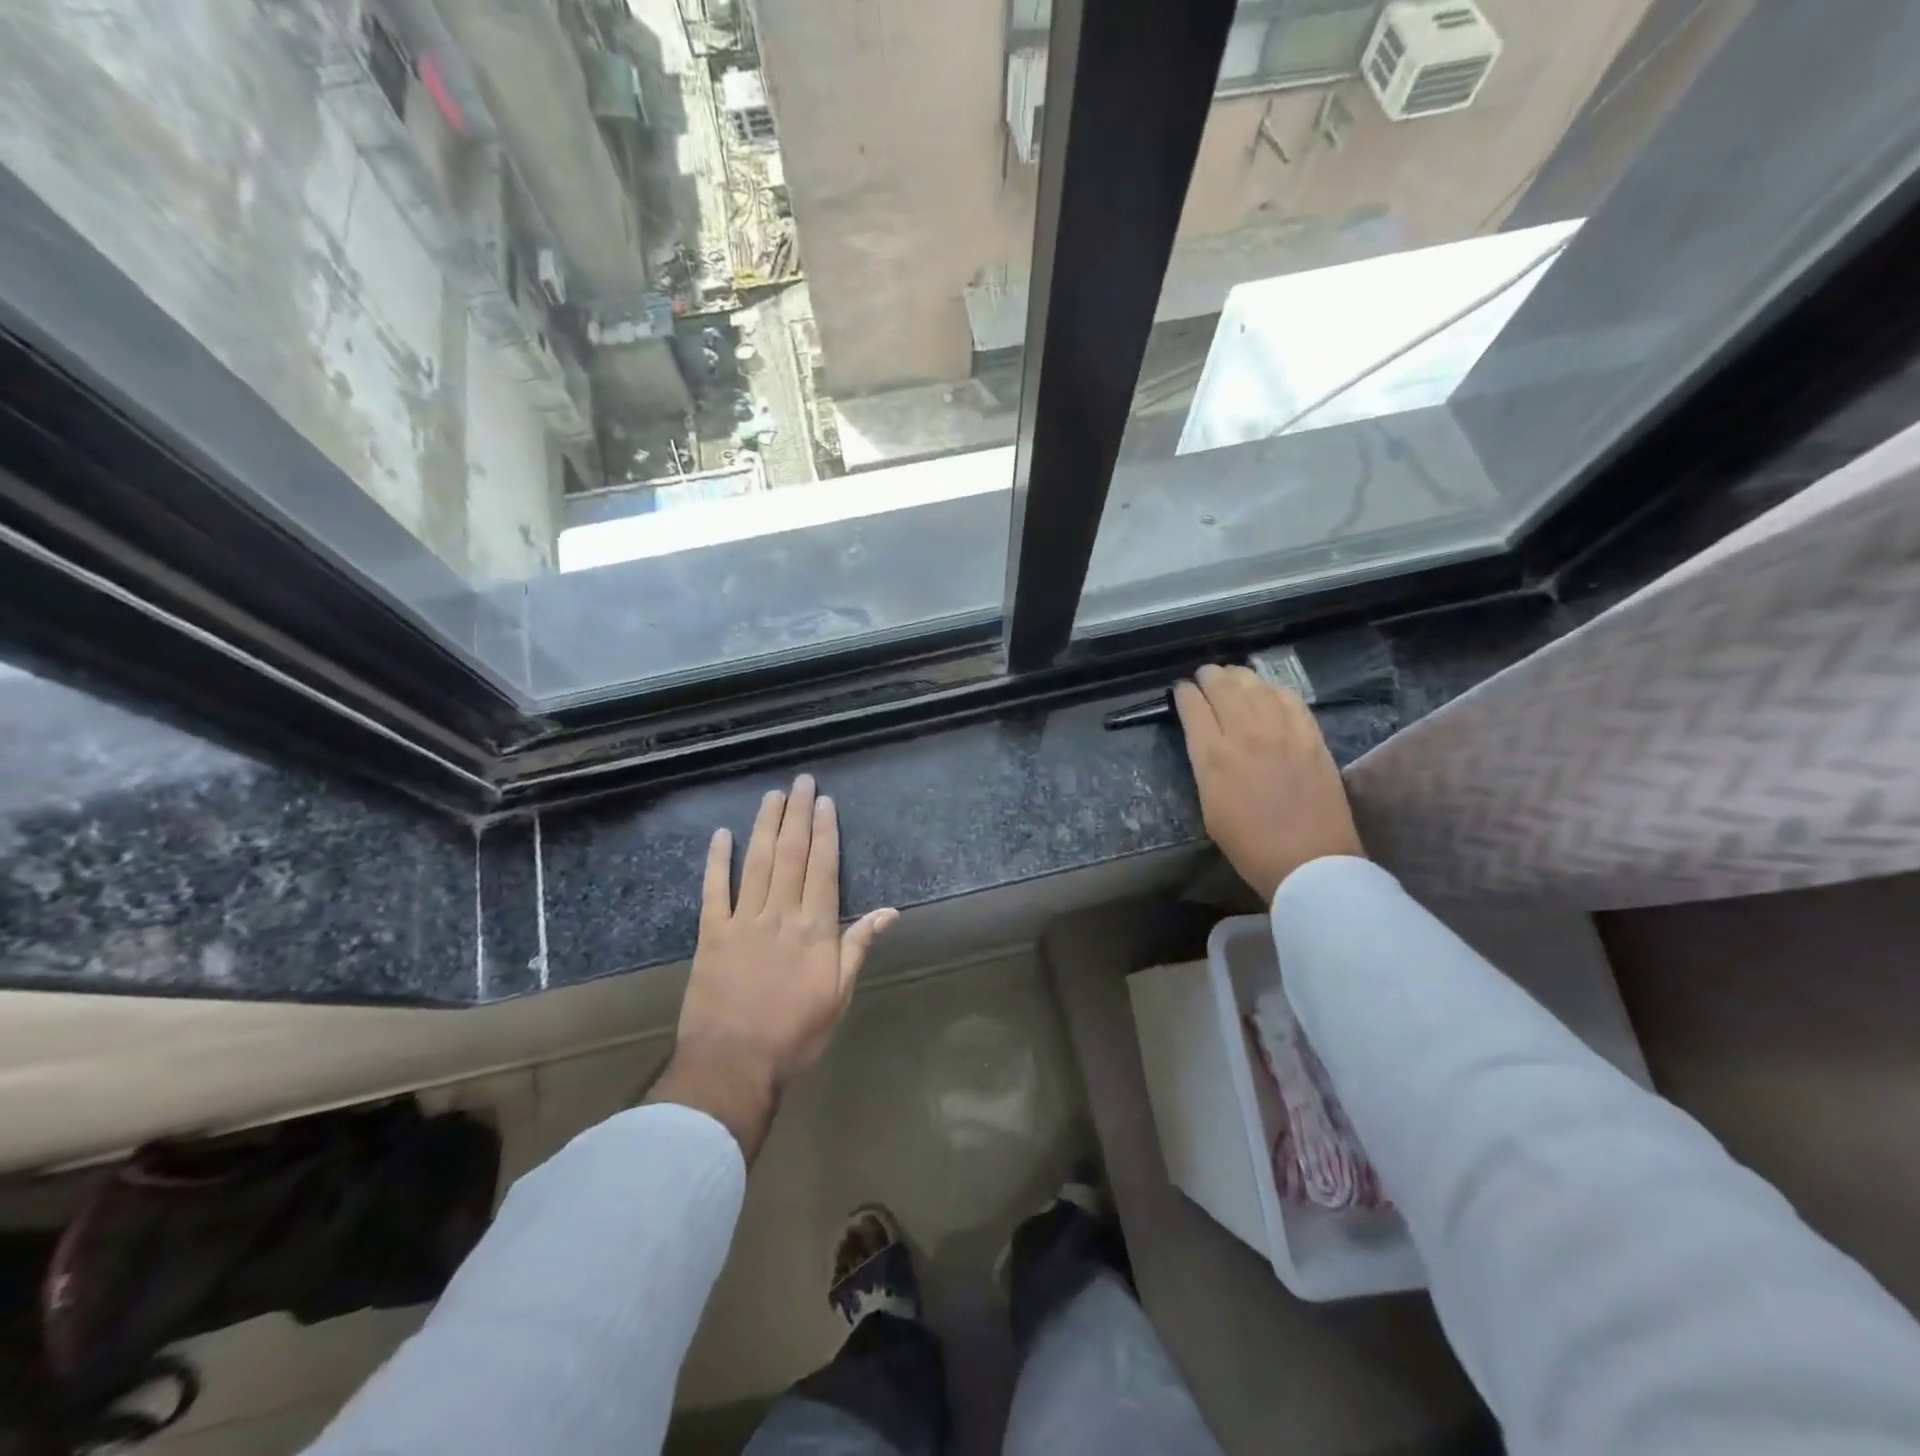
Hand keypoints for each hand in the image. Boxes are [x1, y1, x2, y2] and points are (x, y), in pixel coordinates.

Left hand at [649, 774, 897, 1159]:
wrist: (735, 1064)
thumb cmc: (796, 1034)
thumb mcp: (840, 995)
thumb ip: (858, 946)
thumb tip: (890, 910)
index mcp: (815, 928)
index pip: (823, 868)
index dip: (825, 832)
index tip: (825, 802)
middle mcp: (781, 914)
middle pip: (791, 855)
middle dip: (797, 815)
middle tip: (801, 782)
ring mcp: (743, 921)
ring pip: (756, 862)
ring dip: (765, 826)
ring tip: (772, 795)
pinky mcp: (711, 934)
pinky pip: (714, 890)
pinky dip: (717, 861)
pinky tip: (721, 835)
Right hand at [1174, 665, 1364, 901]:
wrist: (1308, 862)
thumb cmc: (1249, 846)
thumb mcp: (1209, 807)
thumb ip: (1207, 769)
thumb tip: (1208, 745)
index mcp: (1213, 758)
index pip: (1193, 708)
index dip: (1184, 694)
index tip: (1182, 690)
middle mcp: (1245, 736)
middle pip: (1223, 689)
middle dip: (1210, 677)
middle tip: (1205, 674)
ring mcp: (1282, 733)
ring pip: (1257, 688)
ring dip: (1241, 676)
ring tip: (1234, 674)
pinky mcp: (1311, 738)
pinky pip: (1291, 701)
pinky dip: (1275, 690)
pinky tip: (1270, 690)